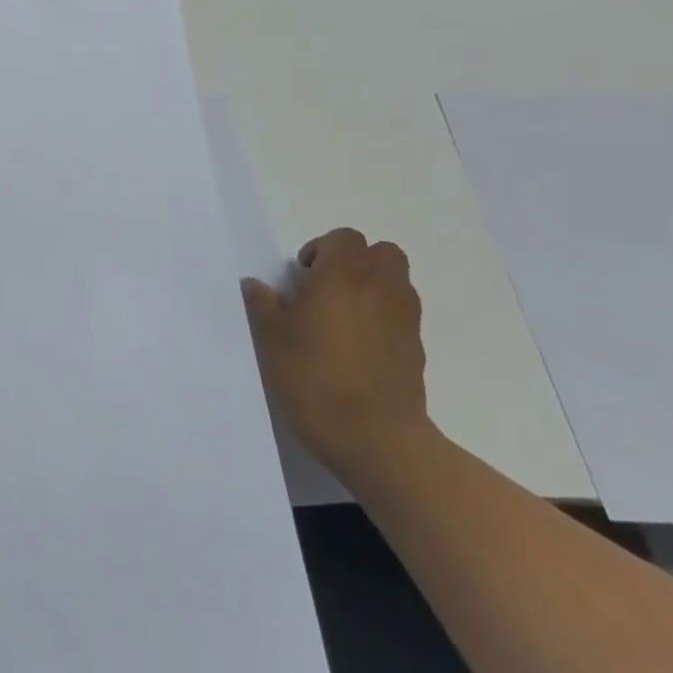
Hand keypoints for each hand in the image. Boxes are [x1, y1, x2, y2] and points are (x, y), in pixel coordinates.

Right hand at [242, 228, 430, 482]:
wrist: (372, 434)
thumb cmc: (312, 376)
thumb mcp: (271, 338)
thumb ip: (263, 304)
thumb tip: (256, 285)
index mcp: (343, 274)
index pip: (343, 238)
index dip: (321, 250)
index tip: (301, 276)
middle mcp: (381, 286)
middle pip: (380, 253)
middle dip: (354, 262)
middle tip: (324, 289)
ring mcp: (405, 316)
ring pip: (395, 282)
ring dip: (371, 287)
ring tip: (339, 318)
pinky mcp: (416, 346)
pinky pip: (400, 314)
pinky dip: (382, 316)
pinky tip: (356, 346)